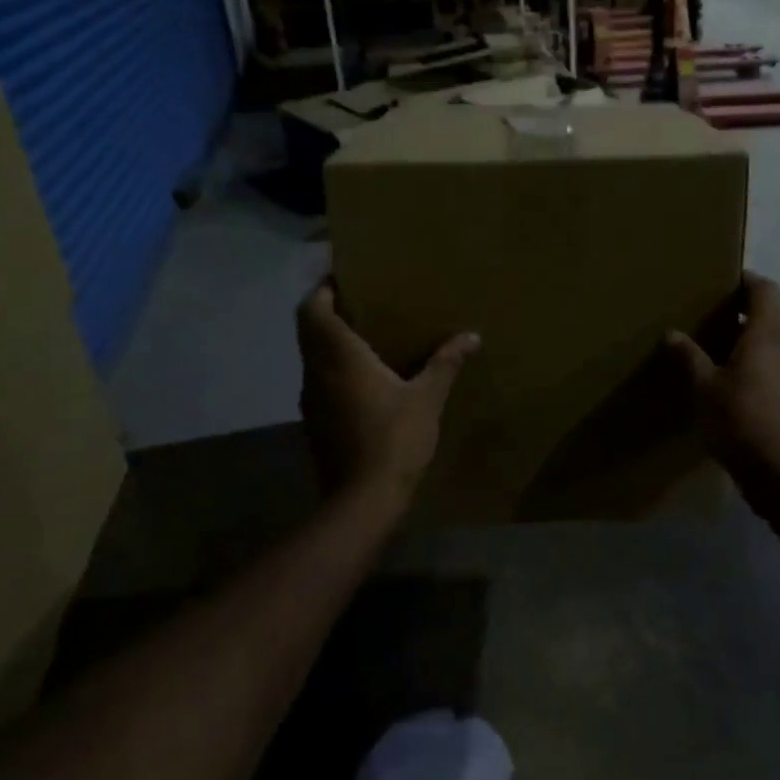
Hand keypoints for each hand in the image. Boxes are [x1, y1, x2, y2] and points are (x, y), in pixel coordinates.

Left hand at [297, 279, 479, 498]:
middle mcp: (316, 372)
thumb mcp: (427, 398)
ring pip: (310, 357)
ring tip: (363, 336)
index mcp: (340, 357)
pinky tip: (361, 379)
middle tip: (359, 303)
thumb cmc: (394, 439)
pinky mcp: (313, 423)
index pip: (313, 310)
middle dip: (326, 311)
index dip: (322, 290)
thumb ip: (445, 363)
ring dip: (328, 342)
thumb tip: (471, 336)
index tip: (344, 279)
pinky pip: (317, 381)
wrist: (362, 500)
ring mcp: (310, 400)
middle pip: (307, 330)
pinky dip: (331, 369)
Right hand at [665, 272, 779, 480]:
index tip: (732, 281)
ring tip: (751, 354)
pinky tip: (761, 384)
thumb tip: (671, 333)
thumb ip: (690, 356)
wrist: (778, 468)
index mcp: (768, 334)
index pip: (767, 291)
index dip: (750, 281)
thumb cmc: (738, 418)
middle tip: (740, 324)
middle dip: (767, 315)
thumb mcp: (704, 386)